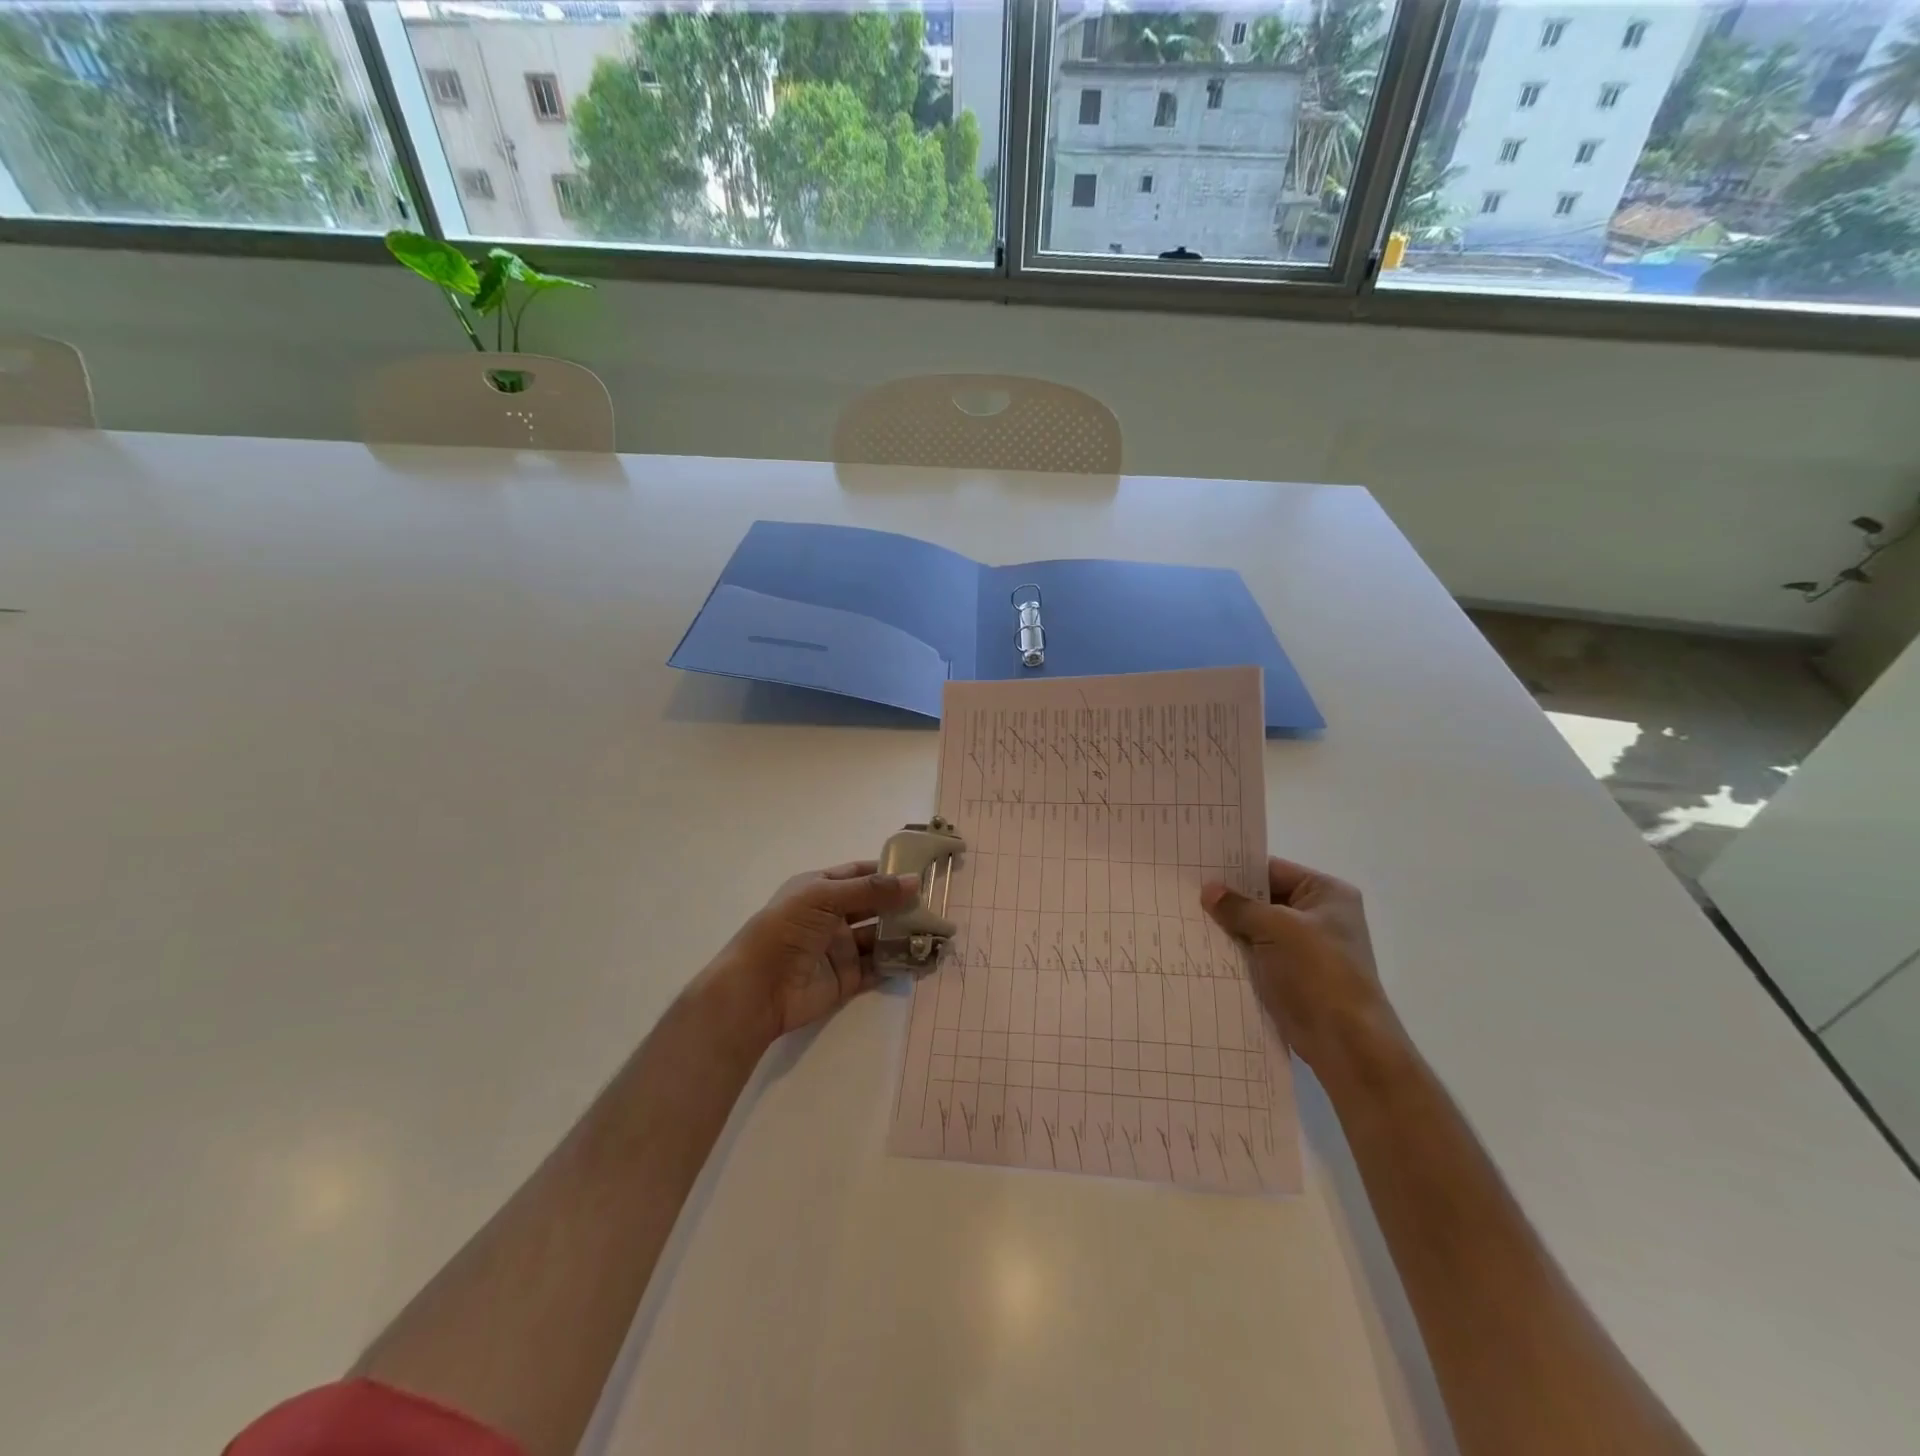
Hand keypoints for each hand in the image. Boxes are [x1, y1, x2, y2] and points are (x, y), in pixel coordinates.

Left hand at [697, 861, 921, 1049]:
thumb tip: (915, 881)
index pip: (860, 874)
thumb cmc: (785, 930)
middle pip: (874, 906)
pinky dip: (900, 963)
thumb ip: (871, 890)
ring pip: (880, 937)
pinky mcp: (847, 978)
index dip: (888, 872)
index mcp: (820, 889)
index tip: (921, 871)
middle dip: (902, 904)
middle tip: (937, 904)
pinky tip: (924, 958)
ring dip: (905, 934)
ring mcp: (840, 948)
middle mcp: (832, 916)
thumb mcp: (825, 896)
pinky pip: (879, 967)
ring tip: (937, 932)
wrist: (757, 989)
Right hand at [1201, 857, 1398, 1071]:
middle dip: (1228, 900)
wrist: (1345, 1042)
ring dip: (1227, 927)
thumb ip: (1240, 907)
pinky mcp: (1289, 974)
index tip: (1197, 867)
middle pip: (1262, 898)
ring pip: (1255, 928)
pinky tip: (1200, 946)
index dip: (1236, 869)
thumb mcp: (1277, 929)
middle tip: (1183, 891)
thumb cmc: (1319, 972)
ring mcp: (1303, 947)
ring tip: (1184, 916)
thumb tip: (1208, 890)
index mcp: (1326, 893)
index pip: (1272, 870)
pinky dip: (1233, 951)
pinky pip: (1254, 953)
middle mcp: (1317, 915)